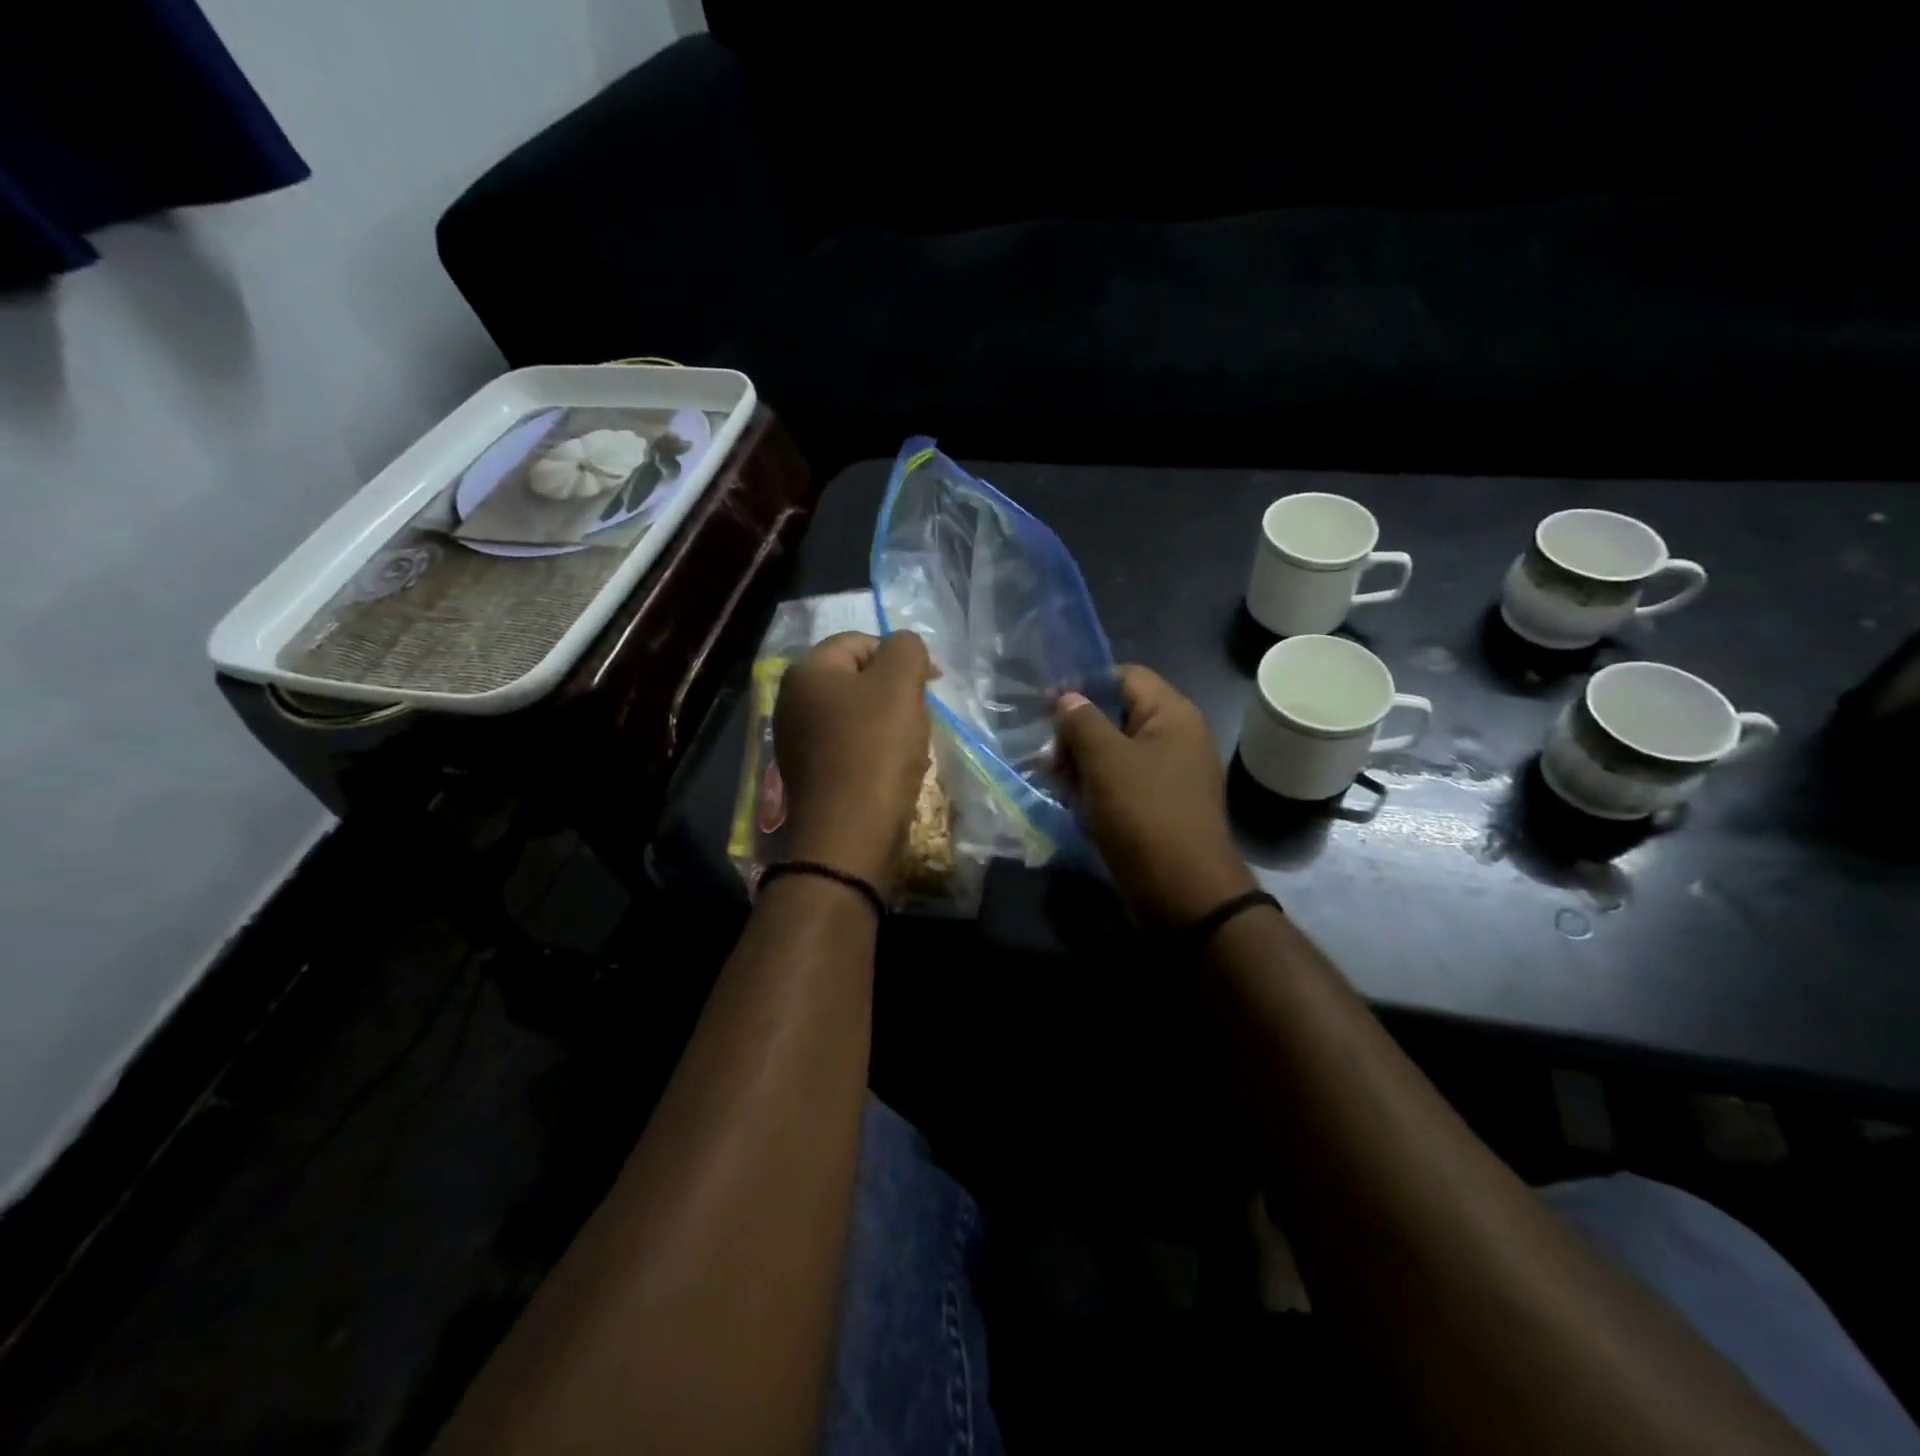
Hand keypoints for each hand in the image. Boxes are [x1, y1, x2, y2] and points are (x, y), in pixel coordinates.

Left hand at [774, 631, 932, 897]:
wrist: (849, 836)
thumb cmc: (875, 750)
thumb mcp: (899, 684)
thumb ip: (906, 649)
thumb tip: (904, 647)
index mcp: (806, 672)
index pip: (860, 642)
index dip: (899, 656)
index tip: (931, 683)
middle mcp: (792, 702)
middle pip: (857, 680)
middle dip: (895, 694)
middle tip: (920, 716)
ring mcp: (797, 741)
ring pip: (857, 717)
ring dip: (889, 725)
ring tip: (911, 748)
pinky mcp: (810, 775)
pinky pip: (850, 749)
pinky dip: (875, 753)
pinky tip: (894, 772)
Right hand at [1055, 666, 1256, 926]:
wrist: (1182, 892)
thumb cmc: (1144, 814)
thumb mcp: (1105, 760)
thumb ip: (1081, 721)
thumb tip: (1067, 698)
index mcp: (1172, 715)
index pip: (1125, 676)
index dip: (1085, 685)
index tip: (1048, 707)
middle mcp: (1175, 738)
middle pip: (1116, 715)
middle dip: (1078, 732)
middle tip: (1050, 758)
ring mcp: (1168, 774)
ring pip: (1114, 752)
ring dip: (1081, 763)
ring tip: (1055, 783)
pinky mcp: (1158, 805)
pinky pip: (1121, 783)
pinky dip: (1095, 788)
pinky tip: (1072, 804)